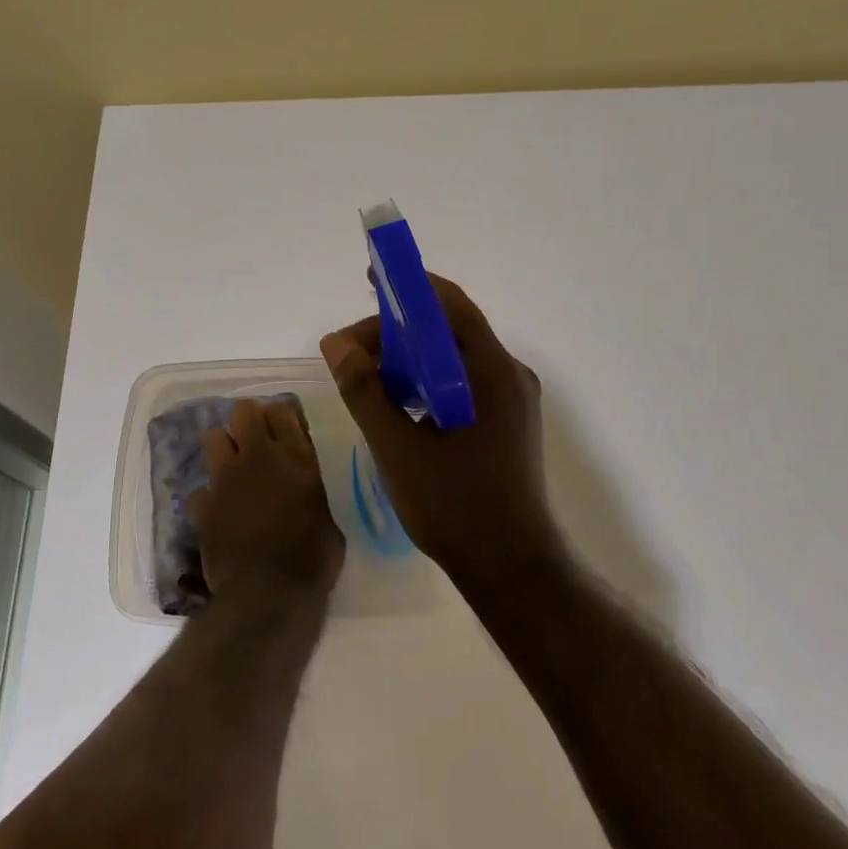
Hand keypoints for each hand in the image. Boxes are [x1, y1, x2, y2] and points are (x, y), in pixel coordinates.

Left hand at [187, 398, 344, 608]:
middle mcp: (257, 458)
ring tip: (234, 470)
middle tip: (258, 442)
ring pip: (213, 436)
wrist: (267, 596)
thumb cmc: (312, 561)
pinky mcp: (202, 506)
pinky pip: (200, 490)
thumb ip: (312, 492)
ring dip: (224, 449)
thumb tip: (305, 490)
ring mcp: (225, 479)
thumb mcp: (329, 519)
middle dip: (249, 421)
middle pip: (243, 411)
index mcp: (296, 458)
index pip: (282, 410)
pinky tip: (219, 514)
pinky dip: (209, 500)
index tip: (286, 430)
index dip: (282, 417)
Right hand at [320, 275, 563, 590]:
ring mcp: (511, 400)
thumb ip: (366, 392)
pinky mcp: (505, 422)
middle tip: (349, 354)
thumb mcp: (398, 449)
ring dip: (408, 359)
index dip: (410, 287)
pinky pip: (461, 384)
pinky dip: (426, 382)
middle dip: (396, 332)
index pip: (450, 307)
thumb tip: (336, 343)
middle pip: (449, 331)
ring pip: (453, 359)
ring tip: (365, 378)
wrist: (511, 569)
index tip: (372, 279)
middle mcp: (509, 376)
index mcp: (493, 373)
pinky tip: (396, 403)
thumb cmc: (456, 508)